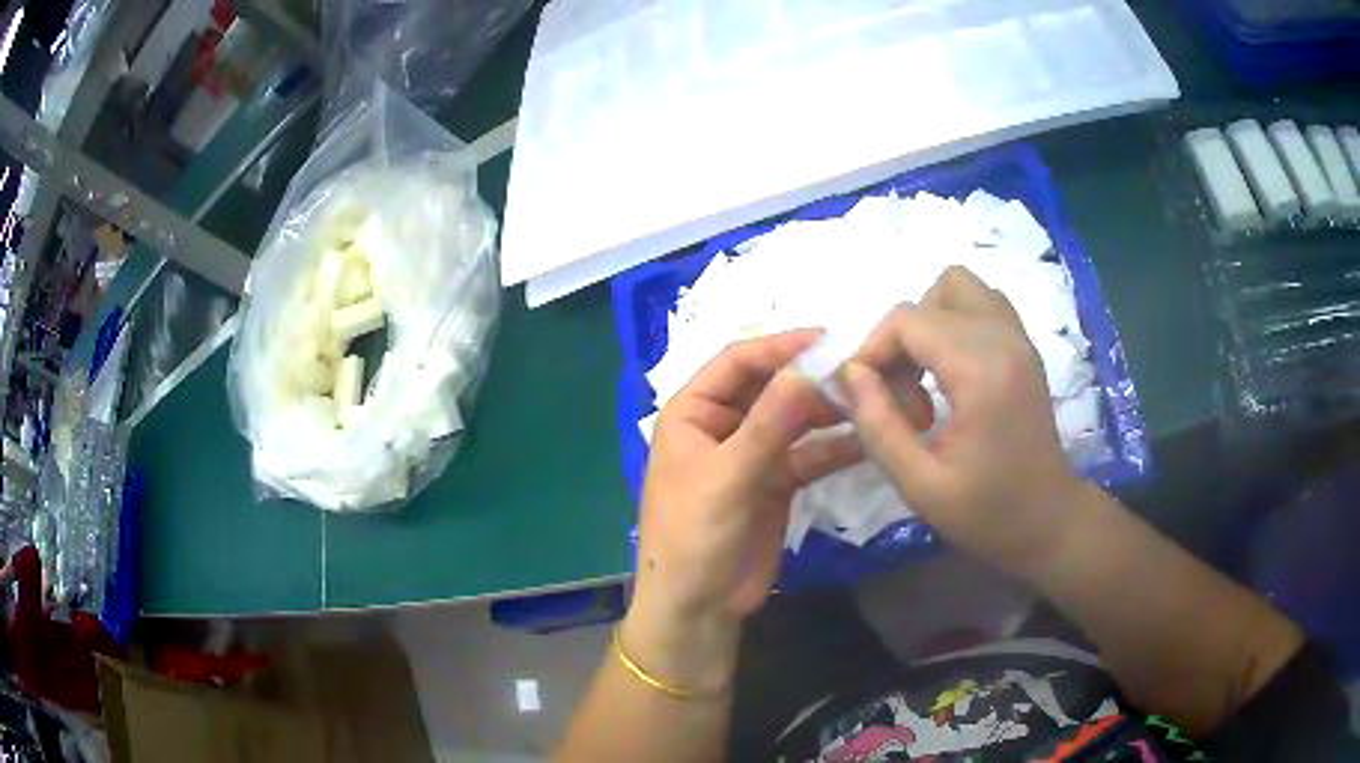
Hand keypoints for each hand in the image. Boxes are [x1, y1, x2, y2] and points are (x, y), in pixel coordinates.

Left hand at [624, 331, 860, 690]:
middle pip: (770, 387)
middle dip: (810, 378)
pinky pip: (808, 455)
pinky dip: (834, 447)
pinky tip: (867, 440)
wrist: (699, 607)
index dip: (779, 347)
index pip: (737, 362)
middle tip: (859, 371)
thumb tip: (807, 370)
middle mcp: (722, 425)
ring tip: (869, 402)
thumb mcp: (728, 477)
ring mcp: (751, 455)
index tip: (828, 340)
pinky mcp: (776, 483)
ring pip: (793, 419)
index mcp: (693, 413)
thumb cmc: (694, 537)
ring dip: (827, 411)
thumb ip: (768, 425)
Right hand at [840, 266, 1082, 580]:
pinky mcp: (1024, 345)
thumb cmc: (988, 513)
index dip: (871, 350)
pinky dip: (953, 323)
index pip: (908, 320)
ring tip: (924, 379)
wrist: (1050, 522)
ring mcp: (1019, 337)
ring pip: (957, 287)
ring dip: (927, 324)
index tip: (862, 397)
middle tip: (899, 398)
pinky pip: (980, 303)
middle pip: (929, 300)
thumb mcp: (919, 485)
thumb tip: (849, 374)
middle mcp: (1004, 338)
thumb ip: (877, 425)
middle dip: (899, 342)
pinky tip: (950, 372)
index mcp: (982, 371)